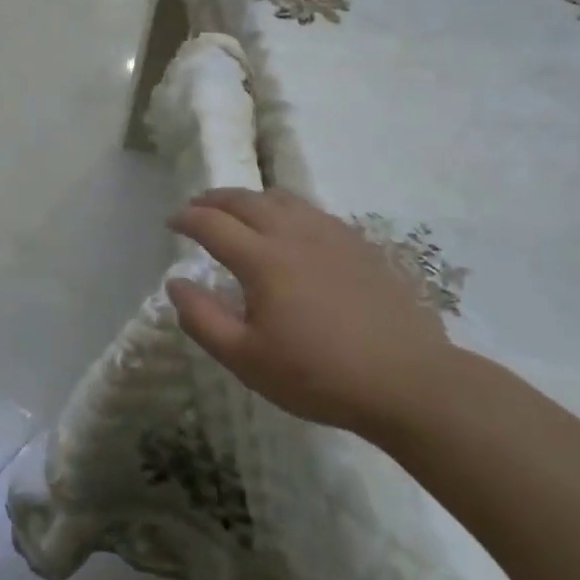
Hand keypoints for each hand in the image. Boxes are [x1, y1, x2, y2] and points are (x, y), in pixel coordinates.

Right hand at [166, 189, 457, 438]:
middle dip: (214, 199)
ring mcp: (332, 236)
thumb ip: (202, 319)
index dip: (186, 219)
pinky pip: (314, 211)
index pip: (212, 224)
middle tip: (197, 207)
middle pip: (246, 200)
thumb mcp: (246, 360)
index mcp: (262, 260)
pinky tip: (291, 227)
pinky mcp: (360, 246)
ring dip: (251, 198)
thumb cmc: (318, 375)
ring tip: (239, 209)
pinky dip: (287, 208)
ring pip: (283, 199)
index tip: (171, 223)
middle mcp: (294, 235)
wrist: (408, 382)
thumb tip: (176, 283)